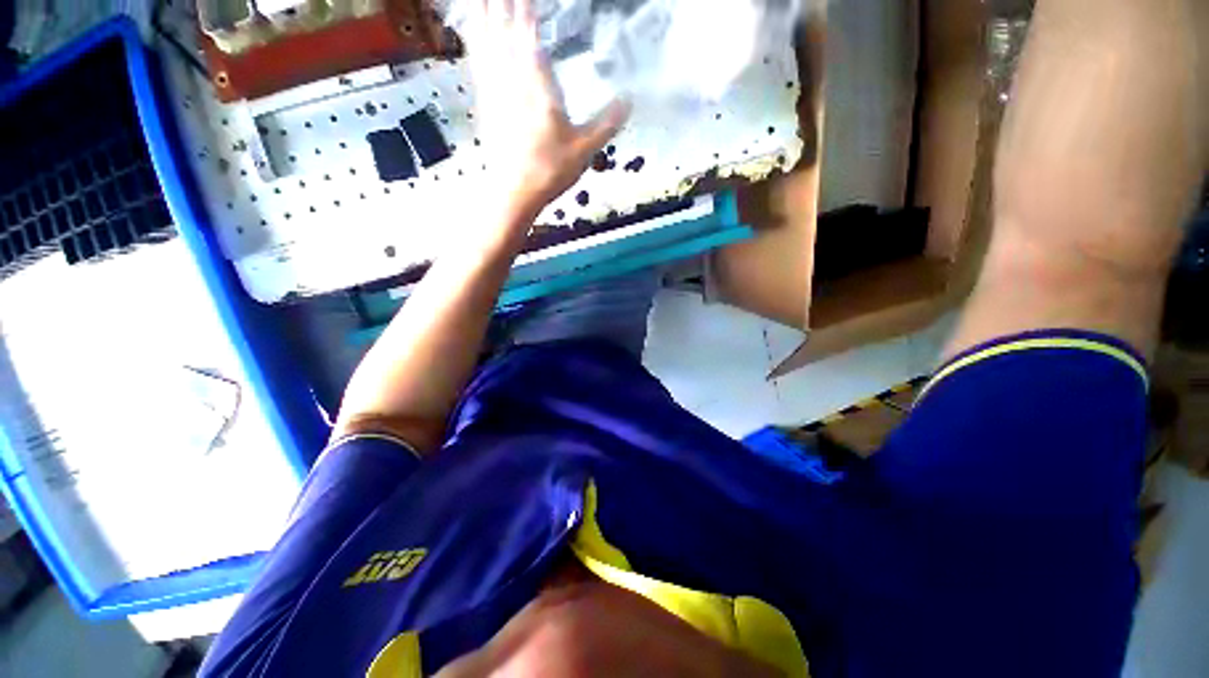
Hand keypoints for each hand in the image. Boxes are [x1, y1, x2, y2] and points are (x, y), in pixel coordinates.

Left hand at [464, 0, 629, 220]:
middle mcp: (511, 79)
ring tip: (483, 0)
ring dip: (485, 16)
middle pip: (502, 30)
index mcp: (536, 85)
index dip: (526, 9)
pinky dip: (476, 43)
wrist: (514, 193)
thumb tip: (630, 100)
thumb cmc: (550, 170)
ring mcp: (494, 91)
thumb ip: (606, 123)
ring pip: (486, 42)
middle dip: (502, 5)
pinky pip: (478, 63)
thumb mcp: (584, 149)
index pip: (528, 33)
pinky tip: (474, 37)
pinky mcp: (486, 105)